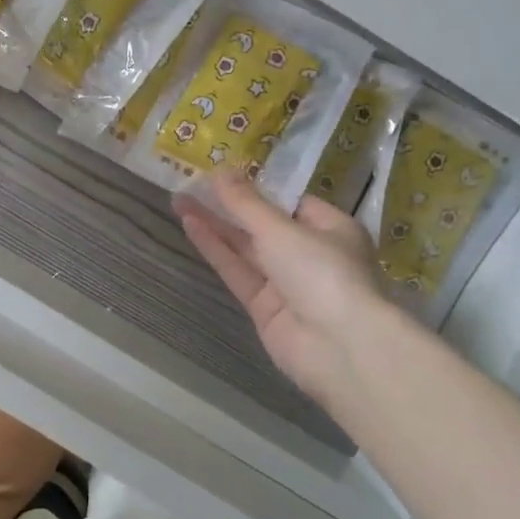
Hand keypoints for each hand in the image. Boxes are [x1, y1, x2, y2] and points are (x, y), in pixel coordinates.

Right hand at [176, 172, 386, 411]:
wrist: (340, 347)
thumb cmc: (322, 271)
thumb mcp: (281, 229)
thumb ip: (246, 203)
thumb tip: (220, 170)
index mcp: (331, 228)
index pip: (291, 203)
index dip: (257, 189)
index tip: (224, 174)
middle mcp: (310, 254)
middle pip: (264, 225)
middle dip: (229, 206)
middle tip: (192, 185)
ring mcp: (287, 284)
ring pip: (246, 249)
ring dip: (215, 225)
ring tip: (179, 200)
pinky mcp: (265, 308)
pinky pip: (237, 272)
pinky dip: (216, 250)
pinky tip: (190, 226)